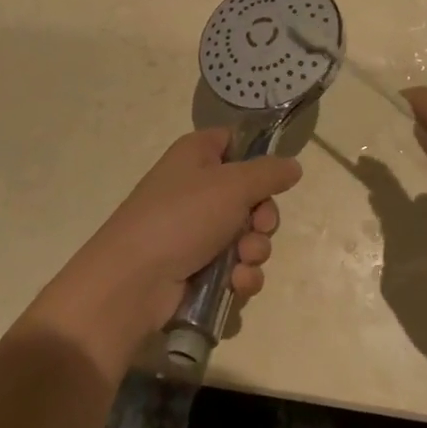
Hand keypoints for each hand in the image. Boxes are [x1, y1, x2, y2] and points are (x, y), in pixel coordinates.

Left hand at [27, 130, 299, 373]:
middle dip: (263, 218)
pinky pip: (235, 268)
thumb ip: (269, 173)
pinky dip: (241, 277)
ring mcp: (195, 231)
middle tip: (258, 228)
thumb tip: (293, 165)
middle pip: (251, 196)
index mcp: (197, 155)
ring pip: (247, 237)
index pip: (235, 142)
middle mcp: (196, 189)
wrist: (133, 282)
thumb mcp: (232, 184)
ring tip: (242, 262)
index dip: (257, 158)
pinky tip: (235, 285)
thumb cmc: (182, 217)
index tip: (273, 178)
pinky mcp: (196, 269)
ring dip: (254, 252)